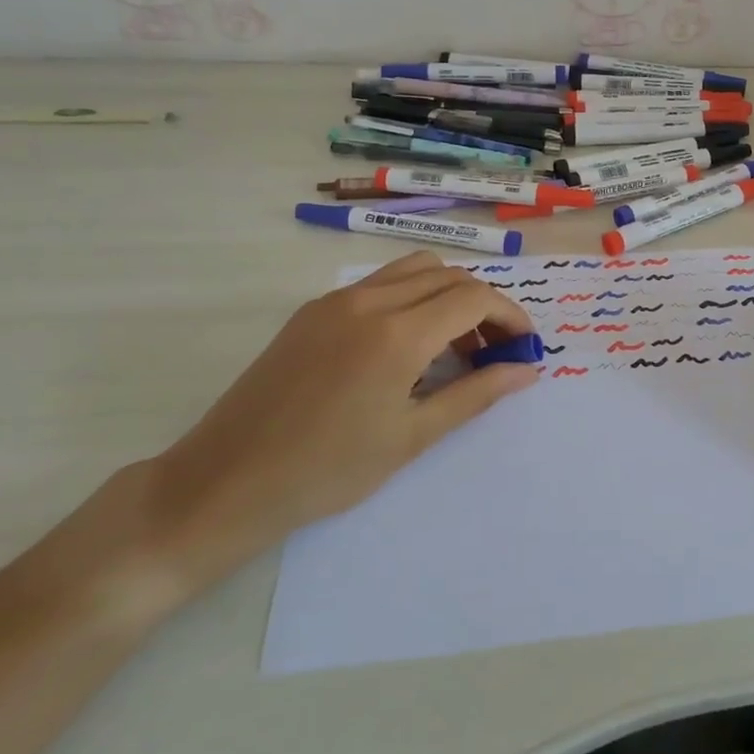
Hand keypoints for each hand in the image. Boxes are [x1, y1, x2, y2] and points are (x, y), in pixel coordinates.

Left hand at [137, 252, 538, 592]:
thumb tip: (527, 371)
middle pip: (449, 275)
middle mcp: (369, 301)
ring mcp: (335, 300)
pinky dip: (412, 299)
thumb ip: (476, 394)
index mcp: (397, 333)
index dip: (510, 317)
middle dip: (484, 306)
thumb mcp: (413, 436)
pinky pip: (379, 285)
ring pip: (413, 270)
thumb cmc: (328, 470)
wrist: (226, 482)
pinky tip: (406, 348)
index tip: (525, 348)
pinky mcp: (312, 311)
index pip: (474, 298)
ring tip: (453, 348)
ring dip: (447, 296)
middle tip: (494, 353)